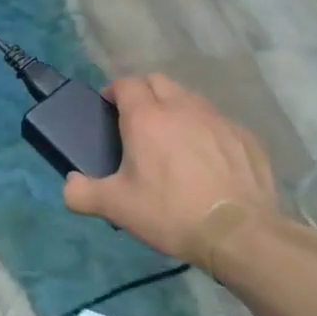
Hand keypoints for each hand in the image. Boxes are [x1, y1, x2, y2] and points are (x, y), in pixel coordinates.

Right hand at [63, 75, 278, 267]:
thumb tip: (70, 184)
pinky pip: (219, 122)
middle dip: (145, 93)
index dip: (114, 92)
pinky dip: (207, 131)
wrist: (240, 234)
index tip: (109, 110)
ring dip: (176, 108)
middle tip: (138, 124)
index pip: (126, 84)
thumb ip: (82, 194)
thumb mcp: (116, 208)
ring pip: (191, 98)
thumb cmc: (170, 213)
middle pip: (158, 81)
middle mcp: (182, 108)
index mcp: (146, 117)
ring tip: (173, 140)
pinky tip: (208, 160)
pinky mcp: (246, 137)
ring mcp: (218, 120)